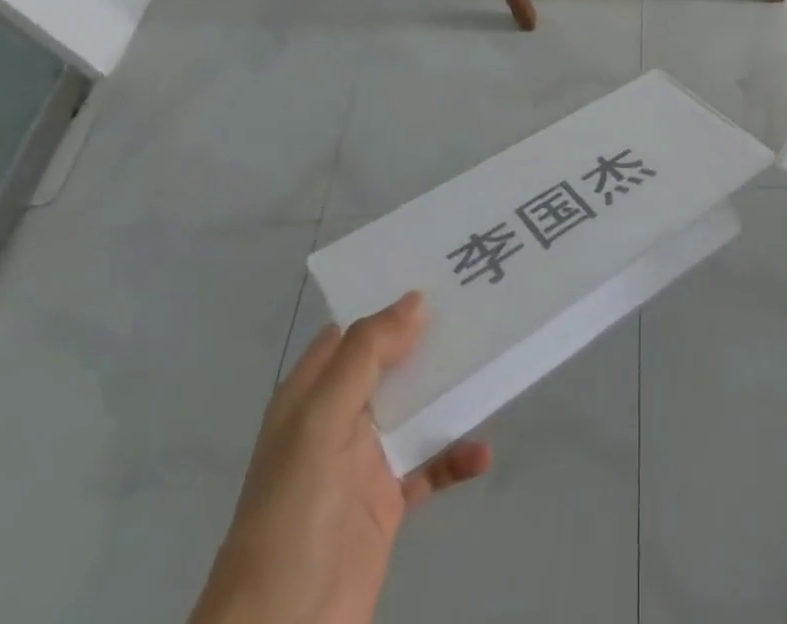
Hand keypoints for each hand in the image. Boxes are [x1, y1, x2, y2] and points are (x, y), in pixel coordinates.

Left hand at [190, 292, 491, 623]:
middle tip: (482, 304)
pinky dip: (456, 455)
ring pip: (416, 407)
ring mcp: (365, 461)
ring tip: (494, 361)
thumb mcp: (321, 424)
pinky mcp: (388, 502)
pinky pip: (430, 464)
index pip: (352, 328)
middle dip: (430, 337)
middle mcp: (338, 418)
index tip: (439, 270)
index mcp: (312, 394)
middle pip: (391, 362)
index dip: (389, 299)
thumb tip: (415, 299)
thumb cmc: (291, 515)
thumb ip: (365, 356)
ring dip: (450, 390)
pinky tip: (482, 453)